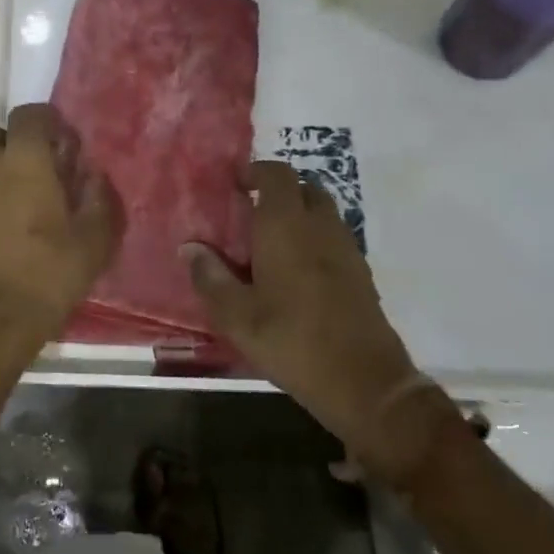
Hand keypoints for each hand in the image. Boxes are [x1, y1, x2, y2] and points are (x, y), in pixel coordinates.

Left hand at [0, 104, 121, 356]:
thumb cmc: (47, 275)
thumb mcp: (92, 242)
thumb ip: (98, 200)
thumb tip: (95, 175)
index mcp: (23, 161)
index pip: (29, 114)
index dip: (46, 121)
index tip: (62, 141)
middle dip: (14, 146)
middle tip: (36, 173)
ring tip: (15, 206)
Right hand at [183, 162, 455, 486]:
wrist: (364, 382)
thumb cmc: (292, 341)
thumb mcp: (237, 316)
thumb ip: (210, 277)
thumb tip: (189, 247)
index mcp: (286, 226)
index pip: (277, 174)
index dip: (255, 172)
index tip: (234, 185)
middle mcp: (320, 226)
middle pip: (303, 187)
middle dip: (277, 191)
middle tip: (249, 212)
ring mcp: (346, 248)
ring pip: (322, 211)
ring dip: (298, 213)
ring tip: (270, 241)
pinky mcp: (361, 272)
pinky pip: (334, 237)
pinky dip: (314, 237)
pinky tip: (296, 270)